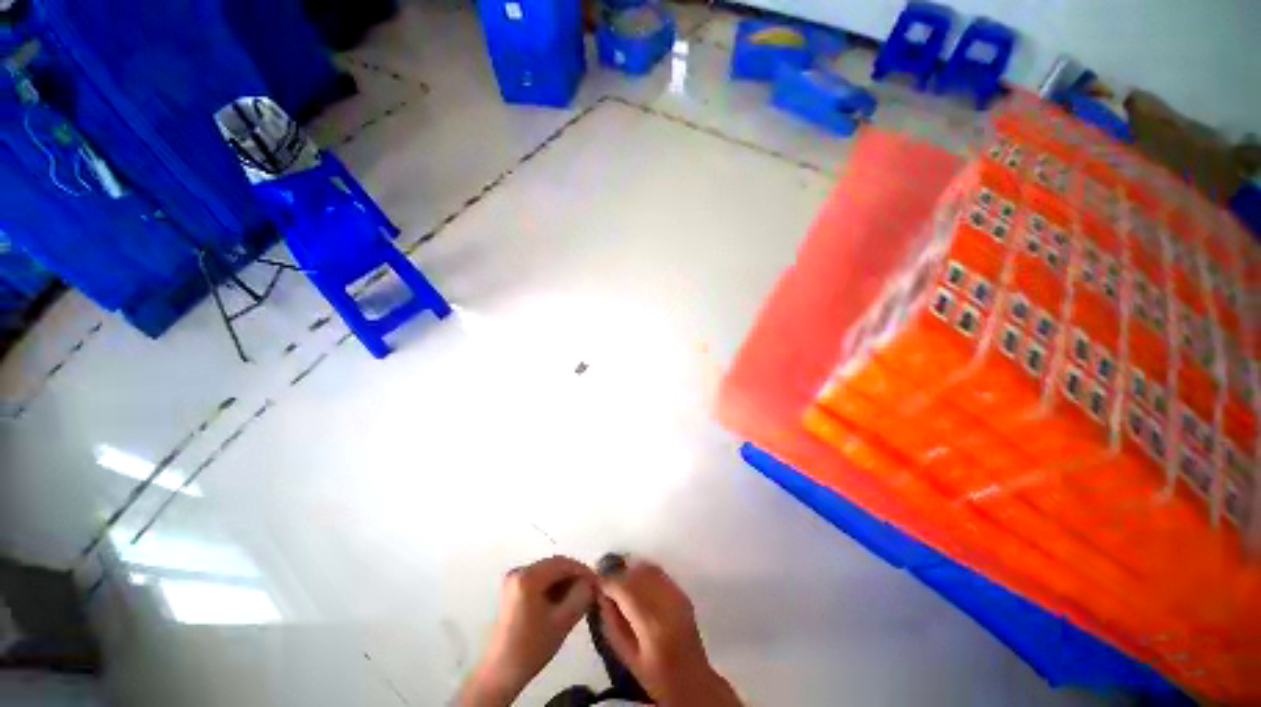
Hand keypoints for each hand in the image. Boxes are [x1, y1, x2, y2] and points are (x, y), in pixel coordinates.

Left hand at [459, 556, 595, 706]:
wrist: (501, 673)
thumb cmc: (531, 647)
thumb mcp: (563, 621)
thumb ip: (581, 596)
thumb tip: (592, 583)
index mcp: (528, 576)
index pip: (563, 563)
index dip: (583, 570)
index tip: (597, 582)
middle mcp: (518, 572)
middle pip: (554, 565)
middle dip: (574, 576)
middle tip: (590, 589)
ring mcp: (513, 580)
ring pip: (547, 572)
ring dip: (564, 581)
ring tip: (579, 597)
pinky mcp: (512, 590)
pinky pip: (539, 580)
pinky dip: (553, 587)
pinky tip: (563, 601)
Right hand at [598, 559, 741, 706]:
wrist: (692, 681)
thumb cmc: (656, 676)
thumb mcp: (627, 657)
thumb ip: (611, 623)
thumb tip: (600, 594)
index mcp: (651, 624)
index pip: (625, 589)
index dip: (608, 582)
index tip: (595, 581)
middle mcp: (666, 602)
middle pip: (637, 573)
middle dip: (618, 573)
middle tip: (605, 579)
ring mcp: (677, 595)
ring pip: (648, 568)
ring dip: (631, 570)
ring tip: (619, 580)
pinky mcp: (682, 592)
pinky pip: (659, 572)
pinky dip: (644, 572)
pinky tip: (636, 582)